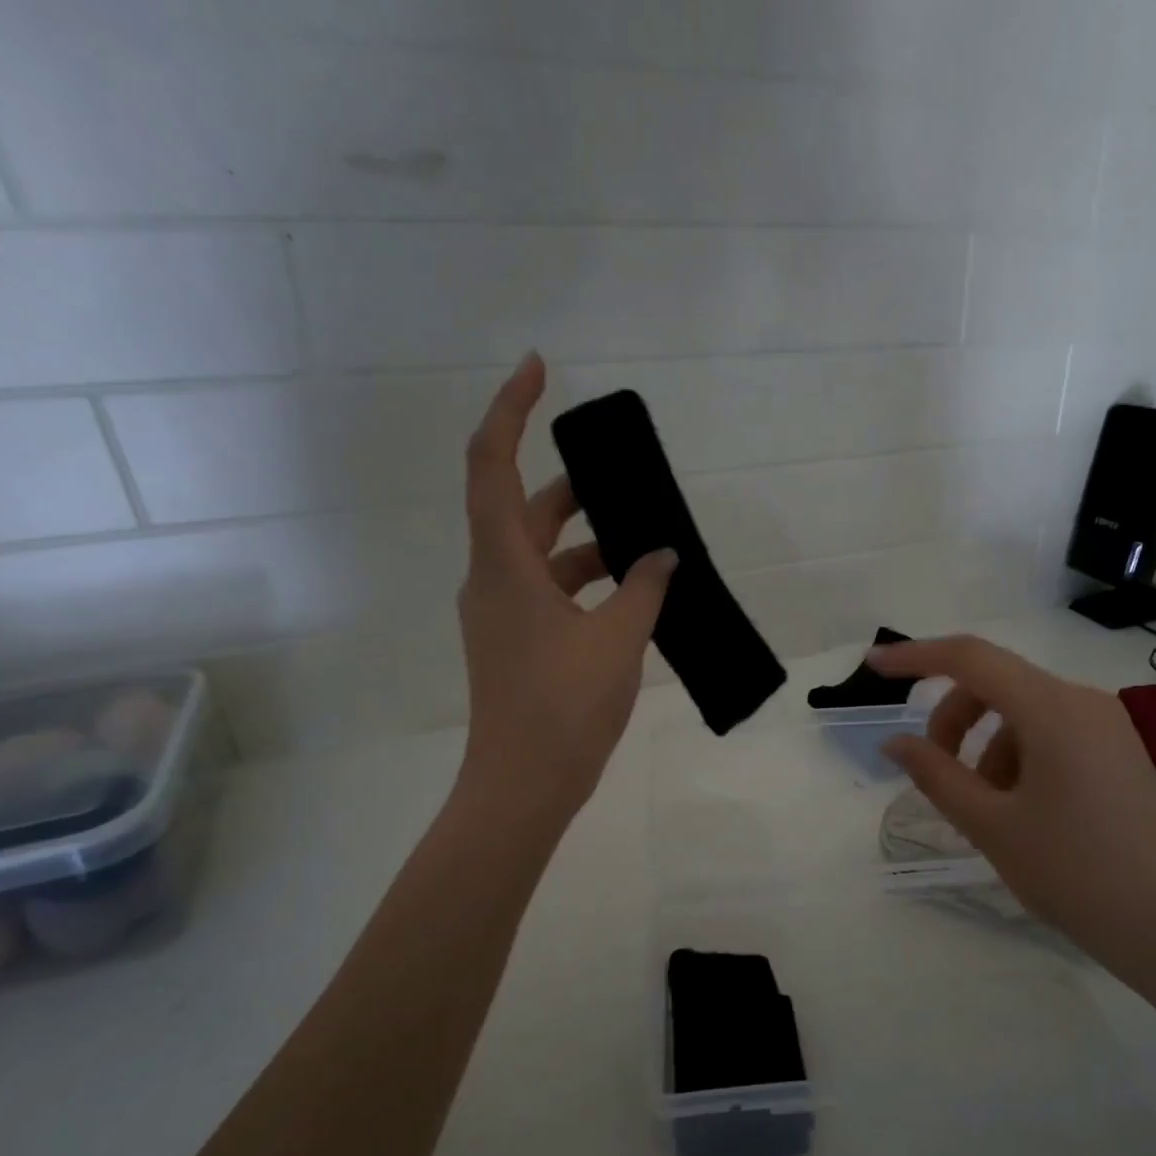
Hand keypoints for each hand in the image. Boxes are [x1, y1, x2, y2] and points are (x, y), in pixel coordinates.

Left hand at [457, 353, 676, 820]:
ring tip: (647, 546)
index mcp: (503, 565)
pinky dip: (587, 583)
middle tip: (626, 481)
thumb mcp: (617, 640)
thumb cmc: (563, 707)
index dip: (510, 409)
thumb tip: (663, 555)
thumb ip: (644, 588)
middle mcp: (492, 579)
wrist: (524, 786)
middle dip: (573, 488)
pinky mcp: (516, 642)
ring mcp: (501, 614)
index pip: (492, 463)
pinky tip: (634, 595)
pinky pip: (551, 592)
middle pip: (523, 508)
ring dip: (590, 544)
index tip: (539, 369)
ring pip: (543, 555)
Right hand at [871, 636, 1155, 998]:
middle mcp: (1083, 701)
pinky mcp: (1117, 752)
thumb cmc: (1076, 873)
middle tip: (932, 772)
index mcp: (1053, 709)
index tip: (873, 667)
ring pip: (1021, 714)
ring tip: (984, 810)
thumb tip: (895, 742)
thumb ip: (936, 774)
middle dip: (952, 720)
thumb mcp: (991, 825)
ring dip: (984, 747)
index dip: (915, 657)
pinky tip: (1018, 812)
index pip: (970, 659)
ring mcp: (1106, 726)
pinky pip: (1050, 735)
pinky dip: (1016, 759)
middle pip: (996, 685)